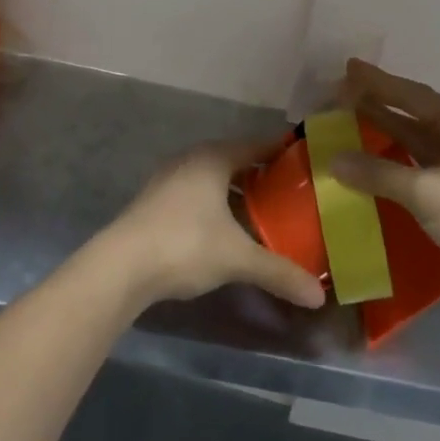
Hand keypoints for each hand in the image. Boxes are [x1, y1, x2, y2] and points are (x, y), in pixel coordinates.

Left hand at [98, 142, 326, 310]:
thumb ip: (279, 272)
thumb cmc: (185, 244)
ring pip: (211, 179)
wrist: (120, 266)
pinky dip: (214, 206)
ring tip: (262, 213)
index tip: (303, 160)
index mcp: (213, 158)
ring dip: (234, 193)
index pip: (255, 145)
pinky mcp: (153, 203)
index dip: (279, 152)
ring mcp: (167, 180)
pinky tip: (224, 230)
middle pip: (232, 160)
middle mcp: (190, 160)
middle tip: (289, 192)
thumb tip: (319, 295)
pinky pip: (194, 195)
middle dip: (259, 175)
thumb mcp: (238, 258)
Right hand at [331, 60, 439, 280]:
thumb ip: (378, 173)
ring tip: (352, 122)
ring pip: (419, 144)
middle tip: (342, 95)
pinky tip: (375, 167)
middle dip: (380, 105)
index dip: (379, 82)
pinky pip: (422, 170)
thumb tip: (334, 159)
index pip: (414, 96)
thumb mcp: (426, 192)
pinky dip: (396, 165)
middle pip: (416, 116)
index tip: (349, 68)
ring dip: (387, 134)